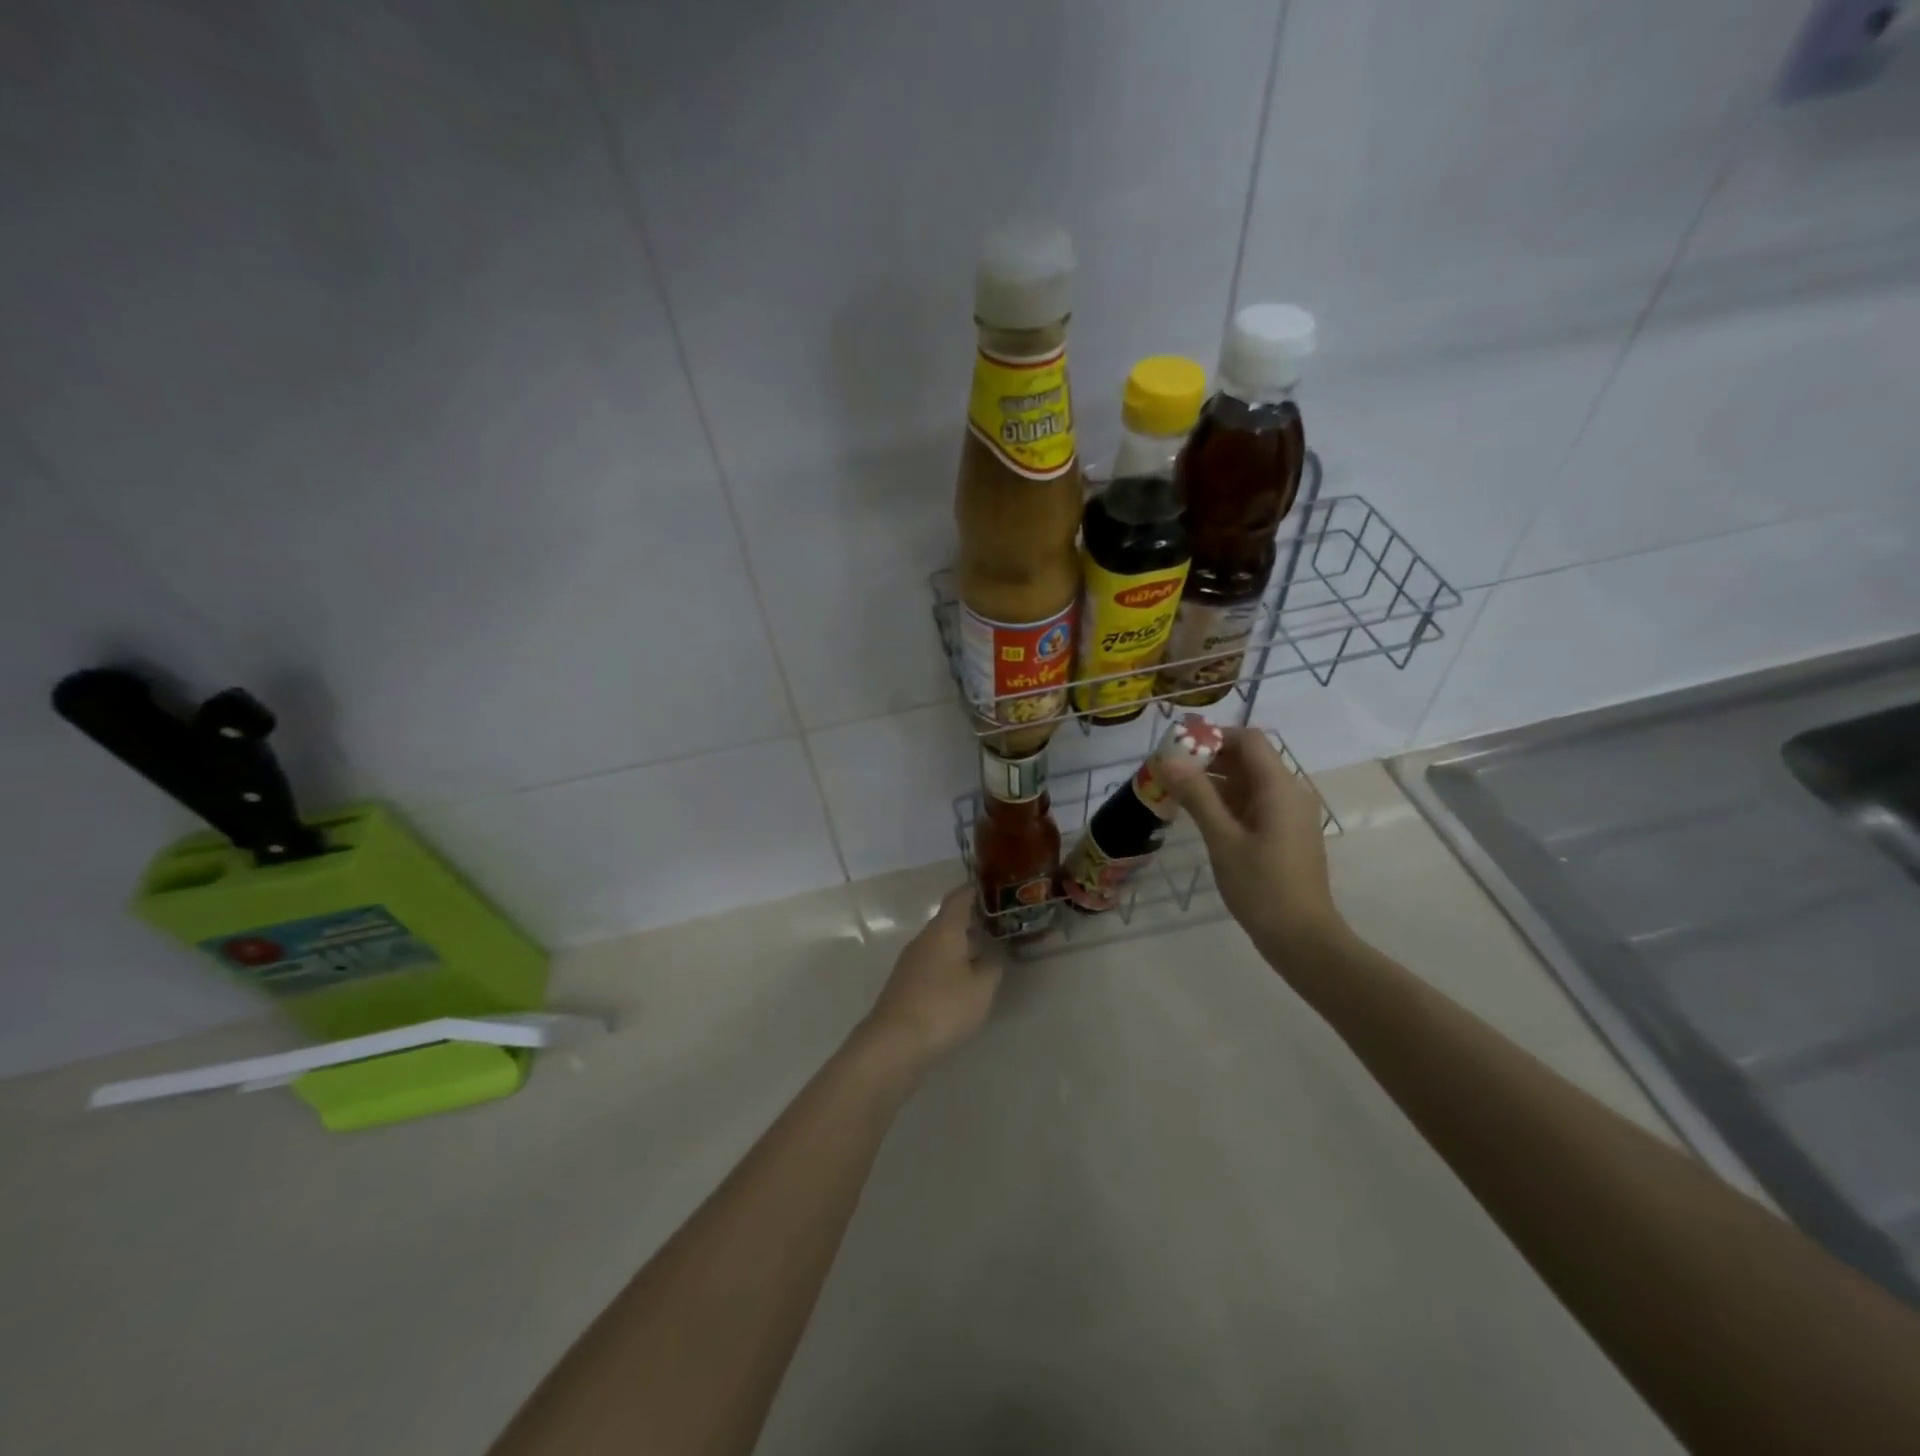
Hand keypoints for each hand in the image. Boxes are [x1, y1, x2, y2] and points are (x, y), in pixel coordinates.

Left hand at [856, 886, 1002, 1076]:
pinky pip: (933, 964)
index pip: (959, 897)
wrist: (893, 1043)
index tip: (993, 888)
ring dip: (962, 945)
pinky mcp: (905, 985)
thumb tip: (990, 957)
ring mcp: (911, 962)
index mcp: (943, 930)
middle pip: (949, 921)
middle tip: (999, 924)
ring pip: (941, 944)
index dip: (975, 890)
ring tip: (987, 953)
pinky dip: (950, 965)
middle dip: (973, 921)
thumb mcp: (981, 988)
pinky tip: (964, 982)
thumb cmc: (943, 1007)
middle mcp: (924, 939)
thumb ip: (991, 968)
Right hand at [1161, 728, 1347, 958]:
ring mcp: (1289, 815)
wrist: (1302, 938)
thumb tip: (1167, 759)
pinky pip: (1254, 803)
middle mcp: (1290, 792)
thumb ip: (1196, 795)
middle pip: (1249, 758)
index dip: (1213, 736)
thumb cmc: (1262, 886)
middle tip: (1169, 771)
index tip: (1178, 747)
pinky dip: (1227, 801)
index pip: (1248, 740)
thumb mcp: (1222, 839)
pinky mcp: (1284, 833)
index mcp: (1280, 787)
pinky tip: (1200, 815)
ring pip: (1249, 782)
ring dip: (1215, 781)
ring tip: (1176, 791)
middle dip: (1209, 758)